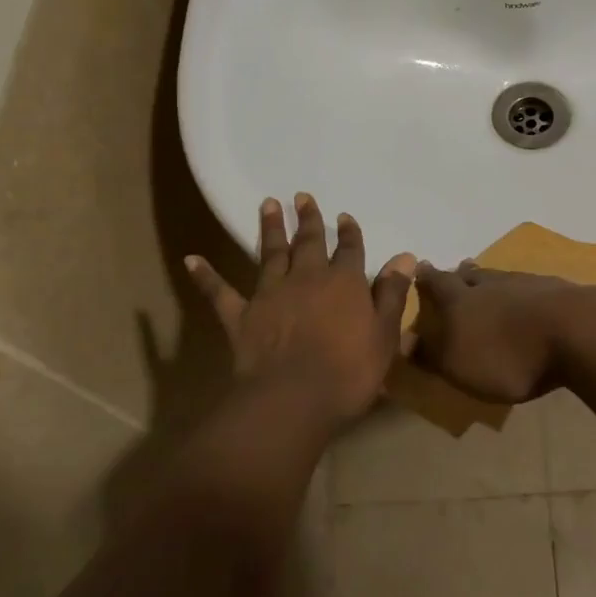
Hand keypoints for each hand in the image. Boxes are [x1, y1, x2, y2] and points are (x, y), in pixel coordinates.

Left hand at [186, 194, 414, 423]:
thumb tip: (404, 256)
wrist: (292, 400)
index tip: (345, 216)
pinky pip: (220, 292)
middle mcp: (306, 278)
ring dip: (270, 229)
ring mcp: (270, 294)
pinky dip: (206, 276)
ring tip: (268, 204)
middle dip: (308, 219)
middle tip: (302, 196)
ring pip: (270, 254)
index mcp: (344, 282)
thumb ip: (392, 294)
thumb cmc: (348, 372)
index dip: (349, 233)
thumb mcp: (384, 335)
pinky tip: (191, 259)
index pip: (350, 250)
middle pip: (308, 242)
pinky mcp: (241, 316)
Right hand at [411, 260, 595, 403]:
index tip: (419, 267)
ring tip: (487, 281)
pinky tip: (529, 295)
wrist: (574, 333)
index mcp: (461, 300)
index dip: (426, 278)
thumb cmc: (508, 355)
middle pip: (471, 276)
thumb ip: (432, 353)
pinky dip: (523, 290)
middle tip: (455, 271)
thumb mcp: (459, 365)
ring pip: (501, 278)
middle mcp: (490, 285)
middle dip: (460, 275)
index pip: (437, 283)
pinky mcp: (557, 291)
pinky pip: (531, 287)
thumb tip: (404, 340)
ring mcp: (526, 284)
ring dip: (491, 280)